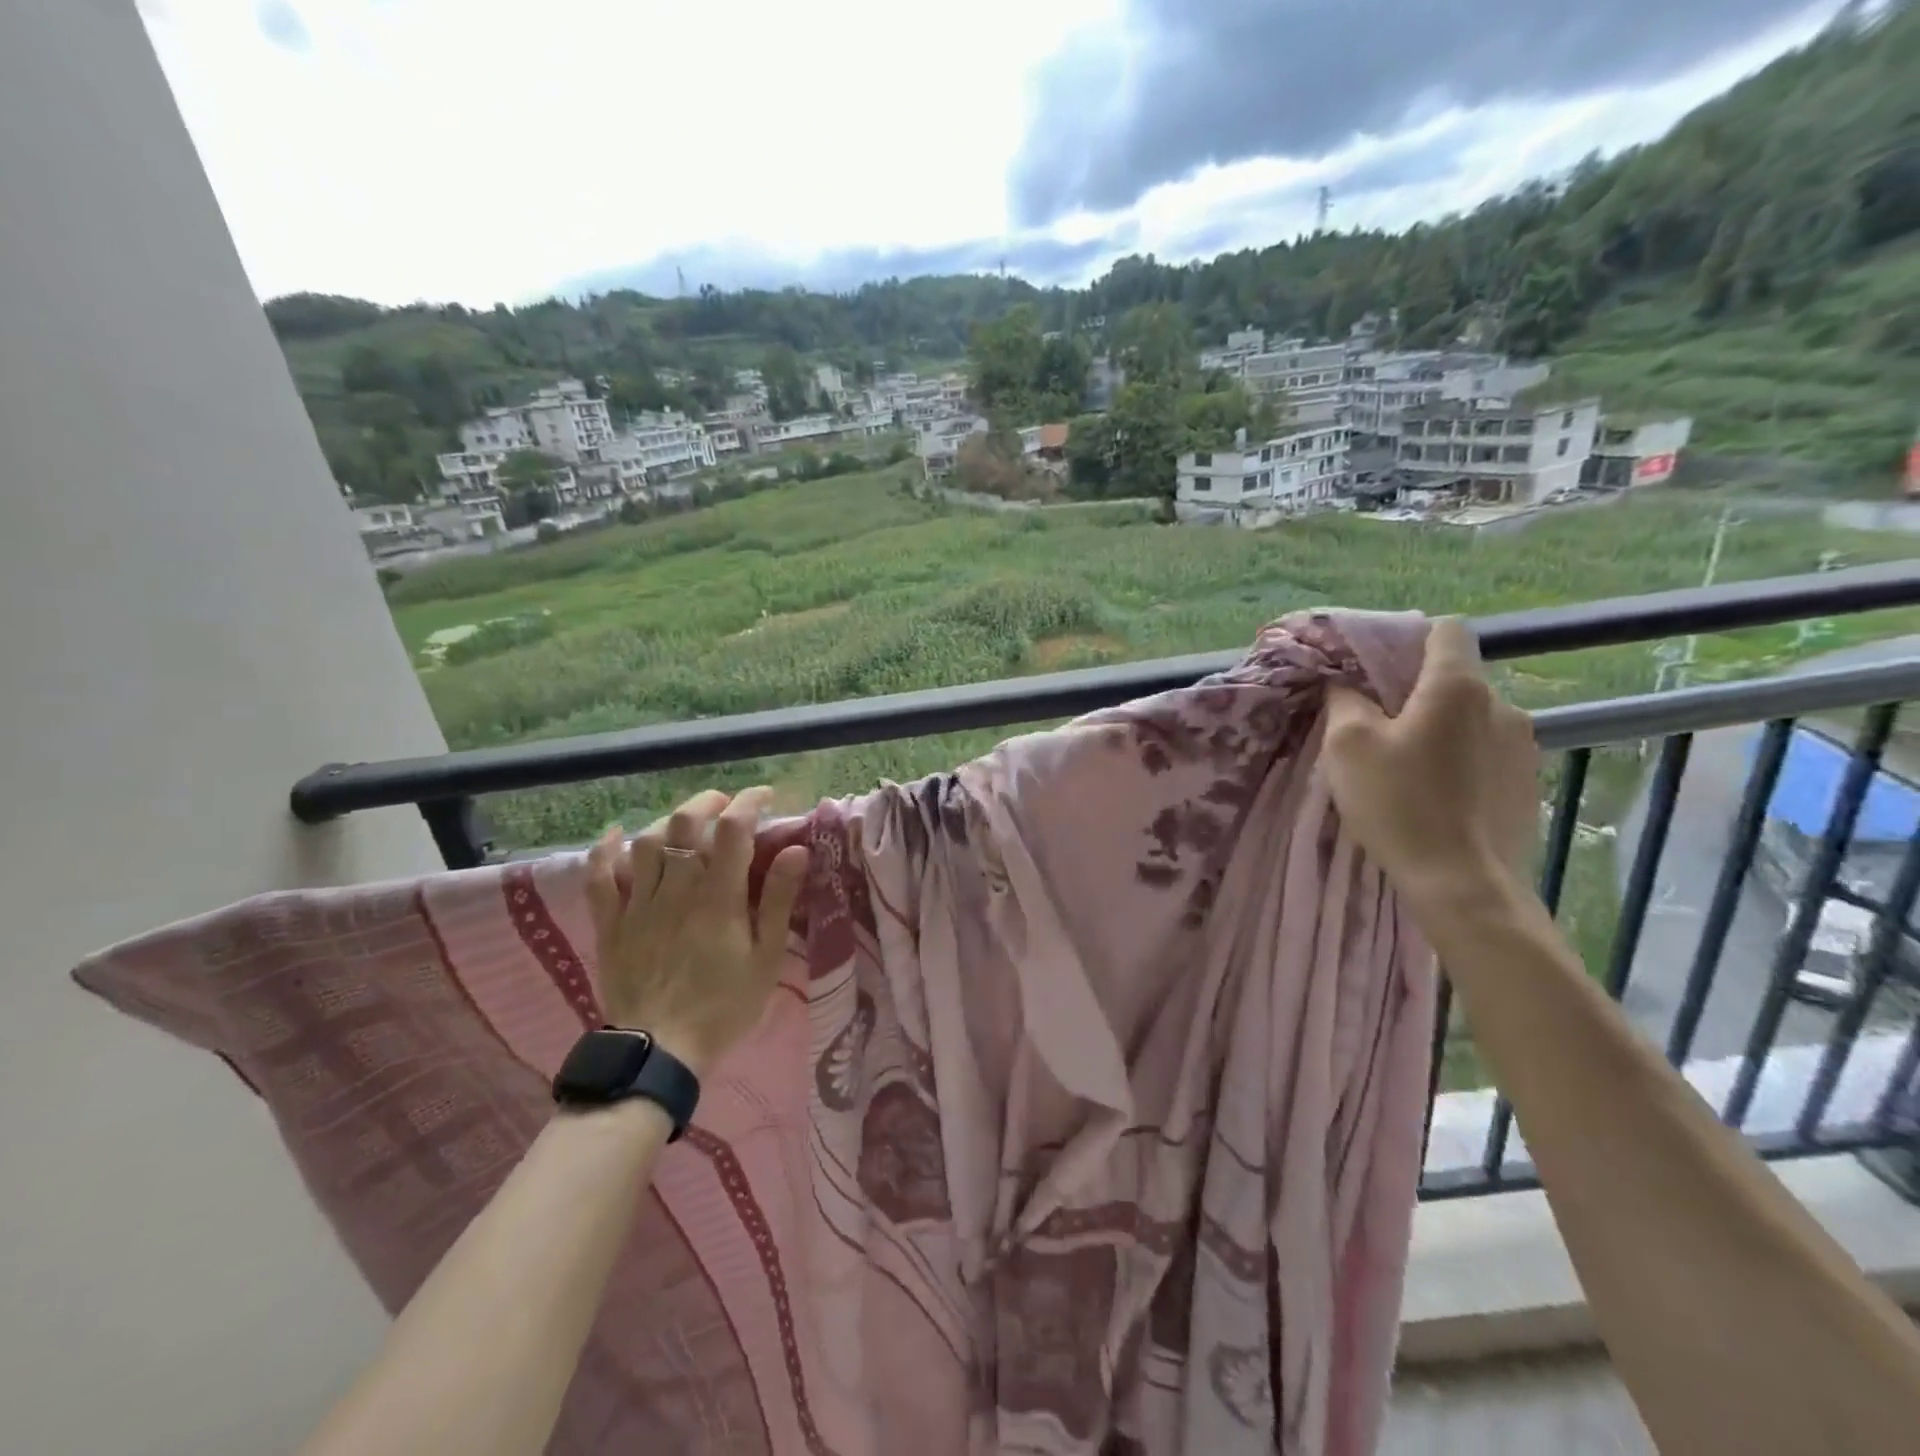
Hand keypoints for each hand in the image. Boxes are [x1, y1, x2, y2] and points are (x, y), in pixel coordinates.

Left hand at [584, 787, 809, 1075]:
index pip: (733, 828)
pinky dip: (606, 849)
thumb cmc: (724, 1005)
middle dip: (708, 802)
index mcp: (719, 896)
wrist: (660, 1051)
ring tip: (686, 824)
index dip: (749, 802)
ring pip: (646, 841)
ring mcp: (638, 903)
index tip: (764, 797)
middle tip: (725, 805)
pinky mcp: (611, 922)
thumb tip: (796, 849)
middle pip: (685, 822)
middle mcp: (677, 888)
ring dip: (668, 822)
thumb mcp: (766, 957)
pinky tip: (618, 833)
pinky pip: (600, 876)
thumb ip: (780, 900)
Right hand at [1321, 617, 1539, 906]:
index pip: (1445, 630)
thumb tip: (1345, 684)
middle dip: (1416, 693)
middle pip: (1454, 678)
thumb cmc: (1400, 805)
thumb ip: (1345, 701)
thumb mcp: (1348, 747)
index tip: (1376, 669)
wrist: (1465, 886)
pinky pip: (1486, 752)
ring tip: (1408, 767)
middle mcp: (1502, 705)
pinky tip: (1437, 795)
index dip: (1408, 639)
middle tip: (1378, 728)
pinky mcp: (1529, 783)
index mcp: (1458, 686)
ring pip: (1470, 718)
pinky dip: (1460, 760)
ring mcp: (1524, 746)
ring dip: (1440, 729)